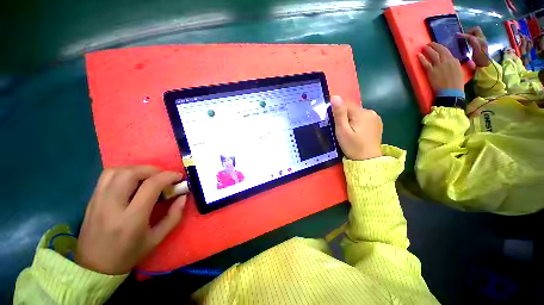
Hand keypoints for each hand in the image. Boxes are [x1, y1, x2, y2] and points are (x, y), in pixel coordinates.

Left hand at [75, 166, 186, 274]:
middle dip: (153, 170)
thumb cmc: (128, 255)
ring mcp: (98, 201)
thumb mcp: (157, 239)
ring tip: (148, 177)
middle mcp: (112, 206)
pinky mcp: (91, 199)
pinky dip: (124, 172)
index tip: (179, 177)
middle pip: (131, 173)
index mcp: (131, 219)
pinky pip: (107, 176)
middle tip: (163, 177)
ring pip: (116, 171)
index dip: (168, 176)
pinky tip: (132, 181)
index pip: (150, 186)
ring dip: (137, 169)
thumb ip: (174, 216)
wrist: (94, 268)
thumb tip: (184, 196)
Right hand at [330, 95, 381, 160]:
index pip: (346, 104)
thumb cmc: (353, 146)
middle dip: (345, 117)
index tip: (335, 123)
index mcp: (362, 113)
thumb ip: (339, 114)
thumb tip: (335, 97)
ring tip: (349, 133)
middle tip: (342, 131)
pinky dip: (358, 123)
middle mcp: (371, 112)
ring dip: (351, 120)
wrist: (368, 161)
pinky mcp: (377, 124)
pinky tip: (357, 133)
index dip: (338, 112)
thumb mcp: (342, 131)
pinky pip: (364, 119)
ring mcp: (376, 118)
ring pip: (358, 114)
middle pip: (352, 109)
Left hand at [418, 42, 463, 92]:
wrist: (451, 91)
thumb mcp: (459, 70)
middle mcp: (447, 61)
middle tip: (428, 43)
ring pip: (432, 55)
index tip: (436, 45)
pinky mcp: (431, 71)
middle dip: (433, 46)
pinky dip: (422, 58)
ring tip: (423, 47)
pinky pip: (425, 63)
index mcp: (454, 61)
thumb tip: (451, 60)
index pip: (446, 51)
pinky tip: (418, 55)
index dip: (440, 47)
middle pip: (439, 50)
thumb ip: (454, 64)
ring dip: (427, 50)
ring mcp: (439, 66)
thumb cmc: (456, 83)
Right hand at [458, 27, 490, 66]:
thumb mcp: (477, 52)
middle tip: (464, 37)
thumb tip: (469, 37)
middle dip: (469, 32)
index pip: (472, 35)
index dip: (464, 35)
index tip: (457, 35)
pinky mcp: (479, 43)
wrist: (484, 64)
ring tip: (465, 40)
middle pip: (476, 29)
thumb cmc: (480, 59)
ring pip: (475, 32)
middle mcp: (482, 38)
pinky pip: (474, 36)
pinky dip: (470, 37)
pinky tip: (467, 42)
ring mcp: (481, 40)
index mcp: (481, 40)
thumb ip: (474, 44)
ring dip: (469, 34)